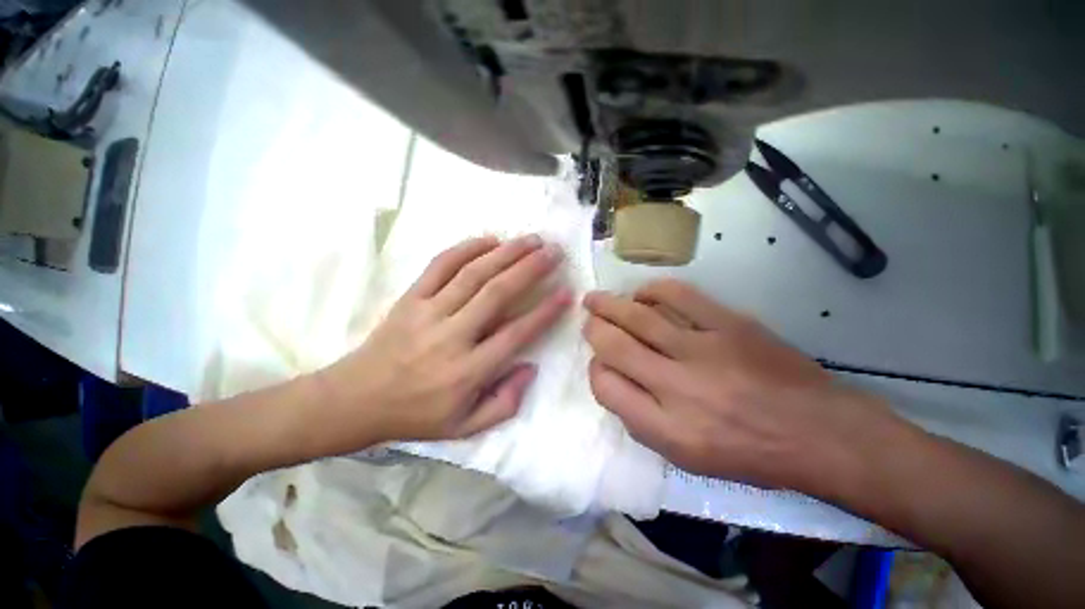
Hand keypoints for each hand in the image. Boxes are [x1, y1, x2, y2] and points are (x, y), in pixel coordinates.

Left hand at [311, 235, 571, 451]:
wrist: (354, 400)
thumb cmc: (415, 416)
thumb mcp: (464, 428)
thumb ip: (505, 403)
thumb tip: (530, 367)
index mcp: (468, 371)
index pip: (516, 333)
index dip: (545, 312)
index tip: (566, 293)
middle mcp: (451, 336)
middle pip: (498, 293)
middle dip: (530, 268)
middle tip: (554, 251)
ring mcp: (428, 312)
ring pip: (473, 274)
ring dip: (506, 253)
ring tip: (531, 240)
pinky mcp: (410, 298)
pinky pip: (440, 266)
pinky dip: (466, 248)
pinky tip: (489, 239)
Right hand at [583, 279, 899, 495]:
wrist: (819, 432)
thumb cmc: (748, 453)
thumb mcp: (685, 457)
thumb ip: (640, 418)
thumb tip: (612, 376)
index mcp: (666, 427)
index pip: (605, 386)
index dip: (596, 369)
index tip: (600, 362)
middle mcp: (678, 387)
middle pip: (614, 345)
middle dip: (593, 328)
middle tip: (588, 319)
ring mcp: (704, 350)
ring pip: (639, 316)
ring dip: (610, 305)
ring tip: (595, 299)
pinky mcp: (730, 324)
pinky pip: (679, 296)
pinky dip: (652, 291)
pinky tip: (643, 294)